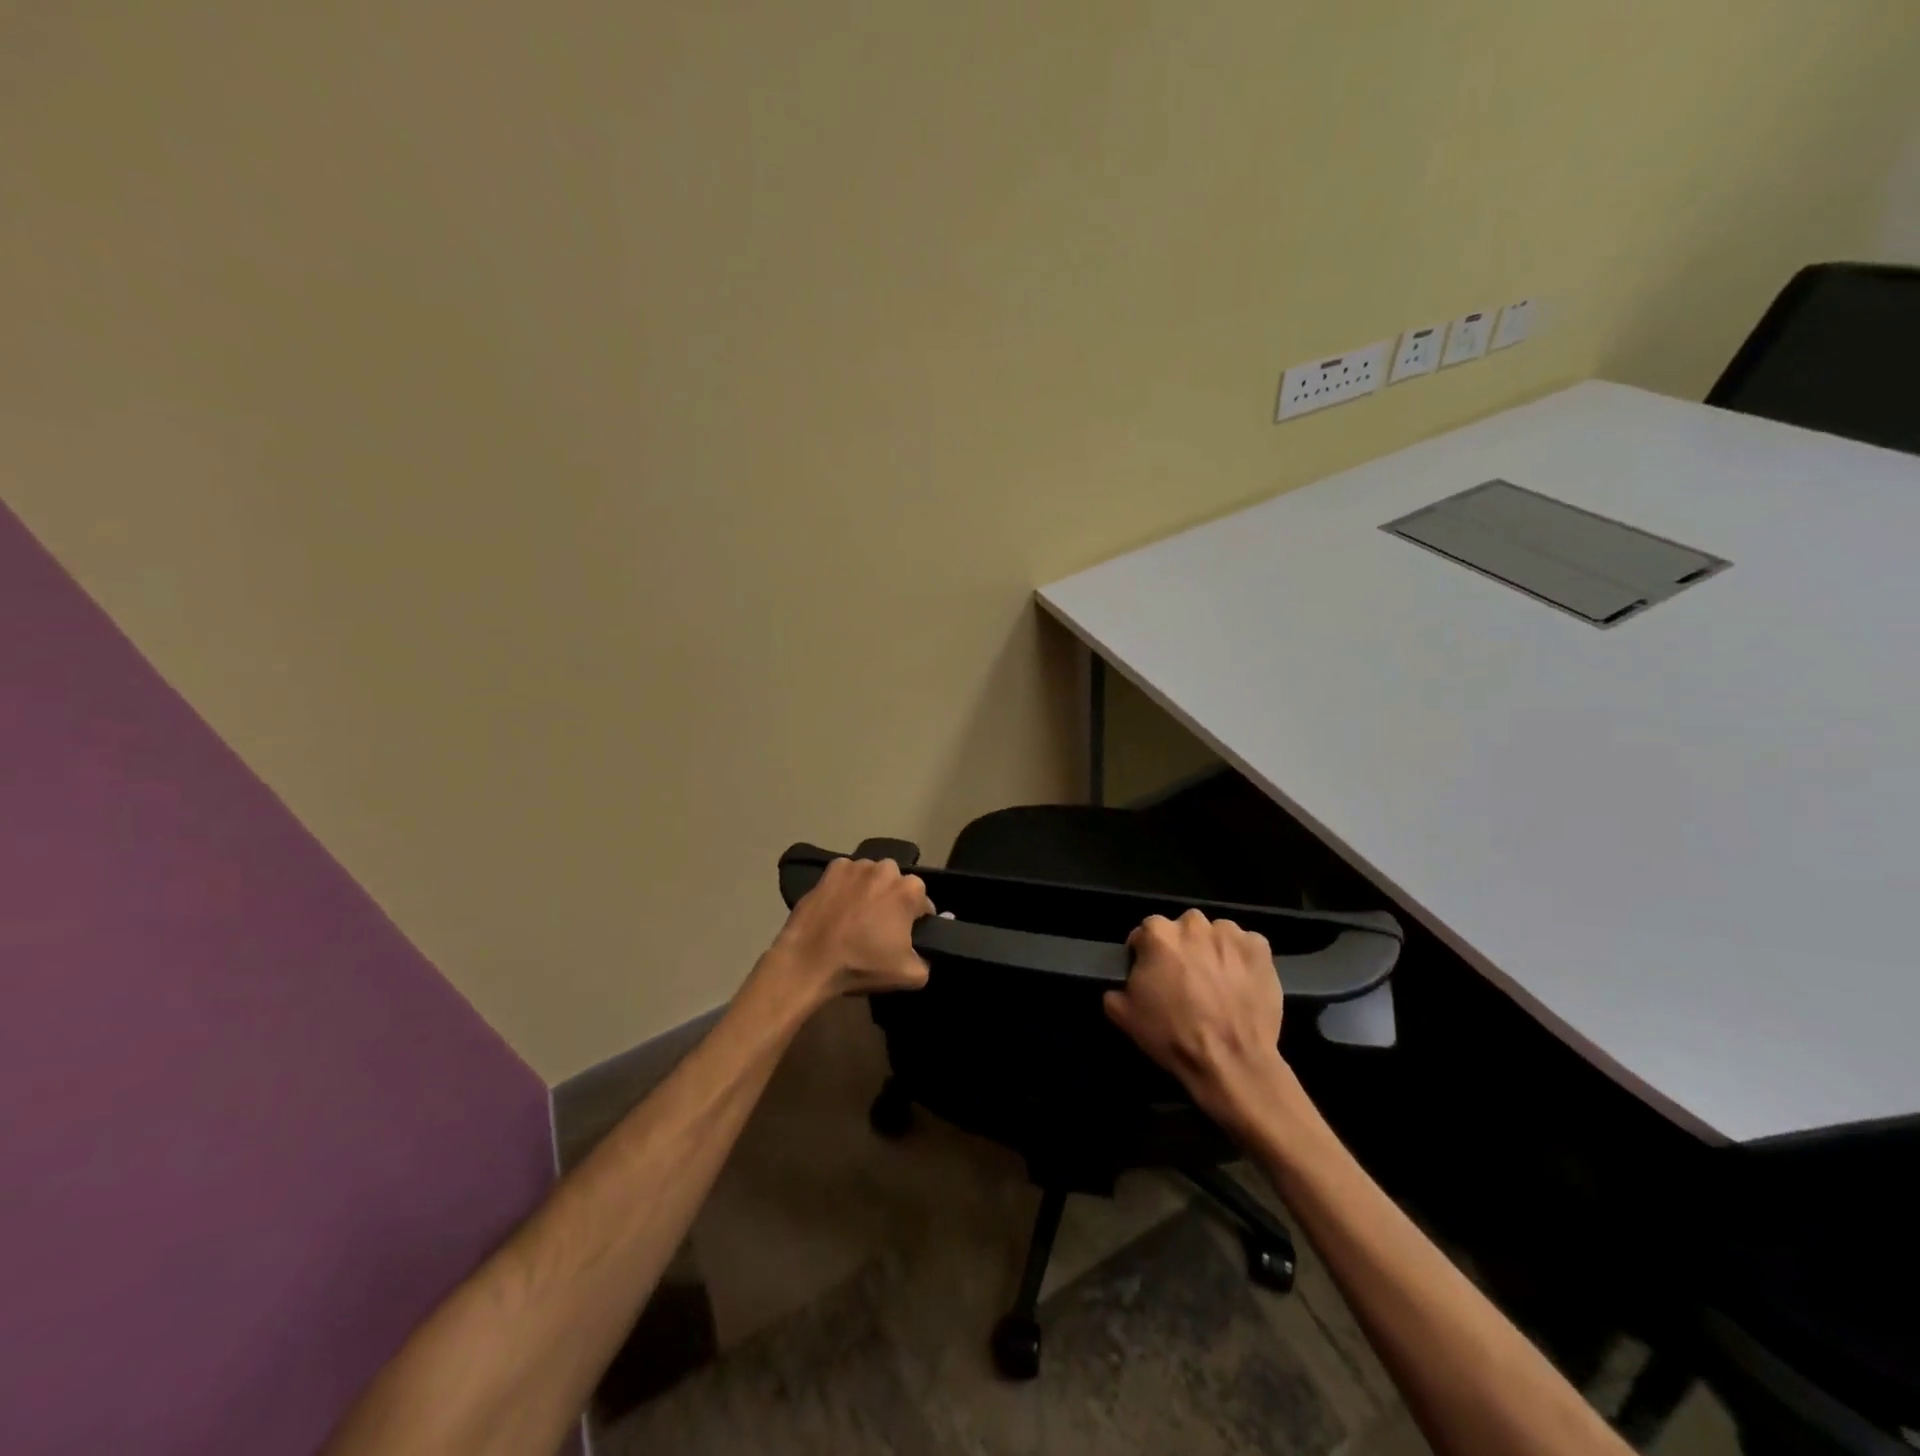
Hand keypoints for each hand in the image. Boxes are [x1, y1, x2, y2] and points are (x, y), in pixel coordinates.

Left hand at [772, 857, 934, 999]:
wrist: (809, 961)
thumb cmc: (862, 964)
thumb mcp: (909, 975)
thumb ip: (926, 961)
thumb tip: (923, 953)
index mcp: (910, 890)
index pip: (923, 904)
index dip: (916, 921)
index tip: (904, 937)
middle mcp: (887, 868)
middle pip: (897, 885)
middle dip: (893, 901)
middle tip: (880, 927)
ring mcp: (857, 865)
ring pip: (872, 877)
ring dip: (870, 890)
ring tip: (856, 916)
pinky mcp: (831, 869)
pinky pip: (847, 875)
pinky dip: (846, 886)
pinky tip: (838, 906)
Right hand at [1104, 909, 1286, 1133]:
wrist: (1230, 1061)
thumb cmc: (1172, 1035)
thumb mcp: (1123, 1015)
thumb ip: (1115, 987)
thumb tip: (1123, 983)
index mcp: (1157, 933)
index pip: (1145, 934)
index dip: (1146, 956)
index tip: (1152, 977)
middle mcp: (1193, 924)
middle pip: (1182, 929)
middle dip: (1181, 949)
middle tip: (1186, 980)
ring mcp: (1230, 934)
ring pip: (1215, 934)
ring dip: (1212, 950)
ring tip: (1216, 982)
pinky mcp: (1260, 949)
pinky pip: (1246, 946)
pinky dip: (1242, 959)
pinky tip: (1241, 983)